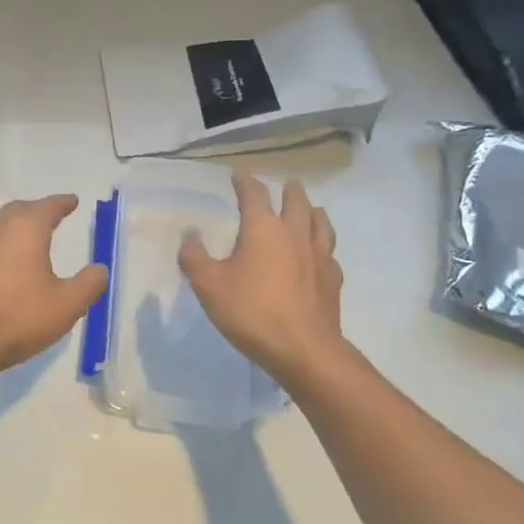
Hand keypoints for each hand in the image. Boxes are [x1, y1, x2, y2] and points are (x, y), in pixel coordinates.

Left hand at [0, 194, 108, 382]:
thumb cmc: (18, 317)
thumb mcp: (66, 305)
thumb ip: (88, 284)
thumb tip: (100, 269)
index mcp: (26, 229)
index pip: (48, 206)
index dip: (62, 203)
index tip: (72, 201)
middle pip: (19, 210)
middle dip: (37, 210)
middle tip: (51, 217)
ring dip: (16, 229)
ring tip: (30, 242)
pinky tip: (4, 269)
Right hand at [180, 171, 348, 388]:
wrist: (304, 350)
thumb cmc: (252, 311)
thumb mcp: (209, 285)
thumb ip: (195, 258)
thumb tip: (190, 235)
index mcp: (264, 228)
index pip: (254, 194)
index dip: (245, 181)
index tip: (239, 173)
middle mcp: (295, 234)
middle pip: (296, 201)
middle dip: (289, 190)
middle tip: (286, 185)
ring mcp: (319, 256)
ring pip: (321, 222)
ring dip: (313, 212)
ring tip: (310, 210)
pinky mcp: (333, 280)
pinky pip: (329, 254)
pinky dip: (323, 247)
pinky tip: (319, 256)